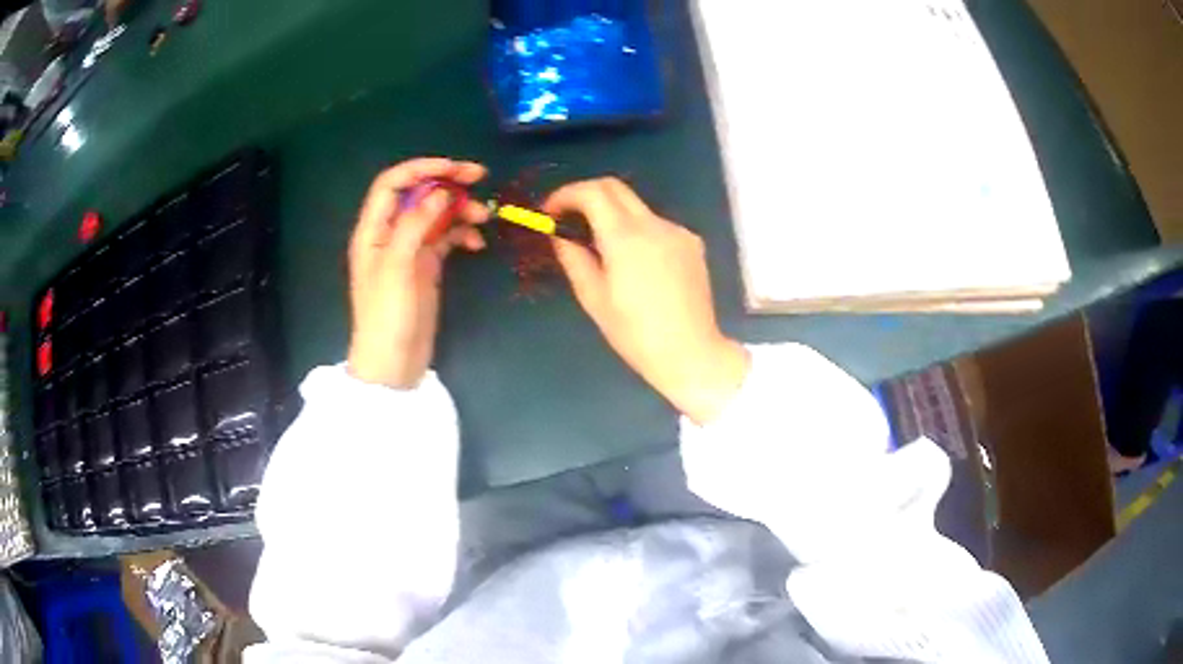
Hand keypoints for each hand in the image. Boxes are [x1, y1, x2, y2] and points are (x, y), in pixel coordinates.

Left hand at [347, 158, 488, 388]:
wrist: (393, 363)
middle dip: (447, 182)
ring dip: (459, 209)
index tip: (454, 168)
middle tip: (479, 176)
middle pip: (418, 194)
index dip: (421, 168)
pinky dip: (462, 233)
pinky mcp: (426, 266)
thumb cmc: (387, 316)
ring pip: (436, 214)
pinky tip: (476, 242)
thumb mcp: (397, 267)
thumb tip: (441, 192)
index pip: (393, 183)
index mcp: (373, 230)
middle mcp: (390, 233)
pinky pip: (446, 238)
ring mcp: (410, 249)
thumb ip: (416, 224)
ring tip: (484, 215)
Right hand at [543, 178, 748, 424]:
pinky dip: (637, 231)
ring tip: (600, 247)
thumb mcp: (594, 299)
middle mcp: (654, 224)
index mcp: (625, 238)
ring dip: (612, 215)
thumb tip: (559, 235)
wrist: (690, 352)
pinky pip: (657, 225)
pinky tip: (635, 262)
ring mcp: (677, 231)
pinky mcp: (692, 242)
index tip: (550, 212)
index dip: (565, 195)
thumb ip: (574, 258)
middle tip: (568, 218)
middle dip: (586, 195)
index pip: (591, 193)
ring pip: (636, 207)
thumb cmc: (635, 334)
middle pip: (614, 187)